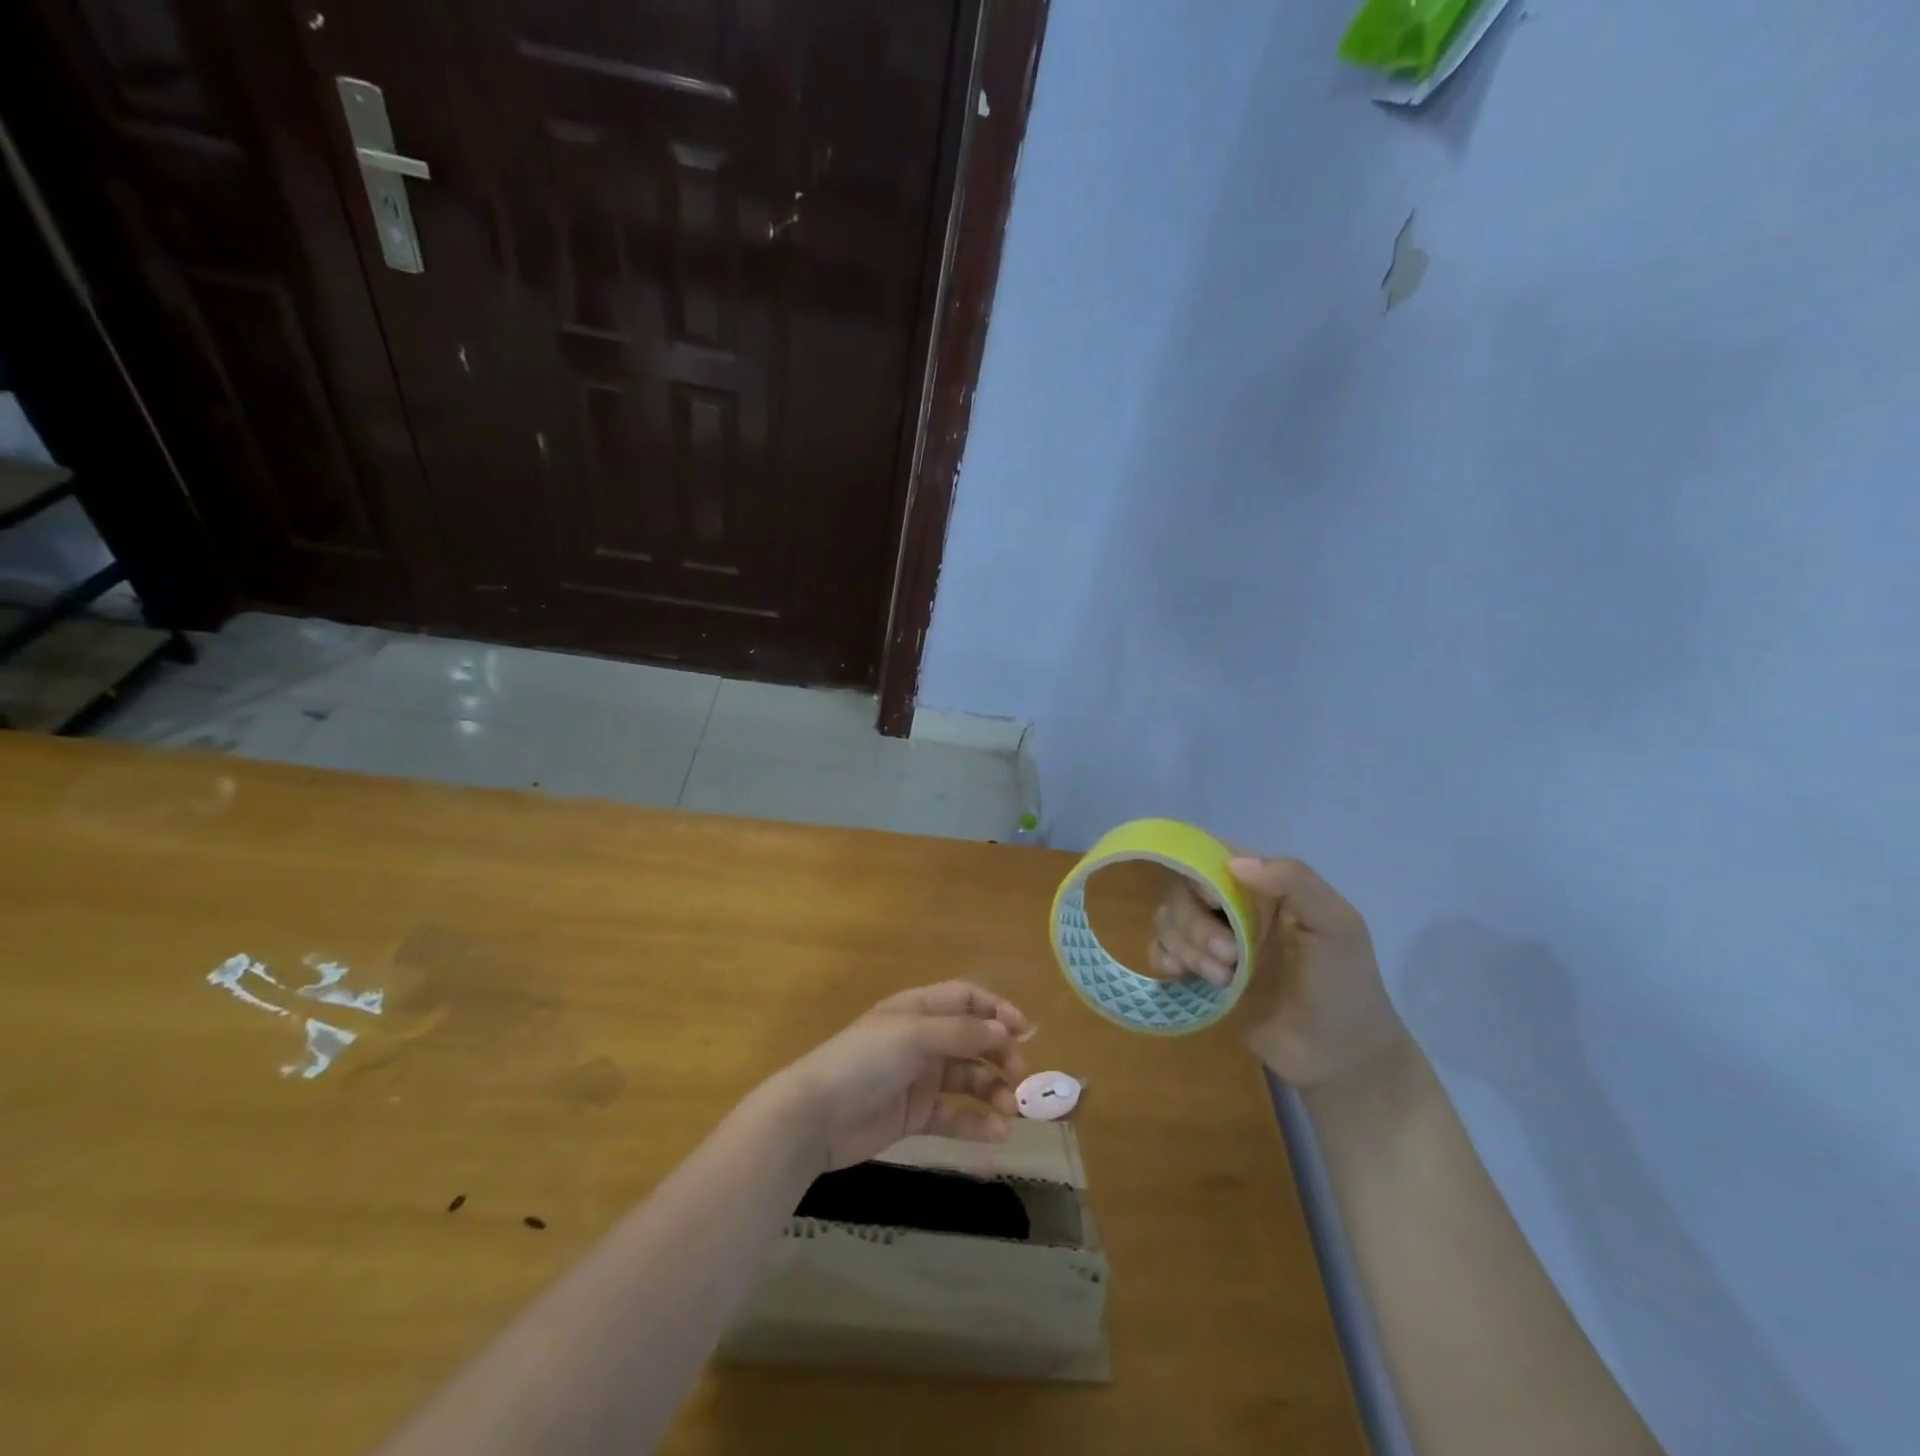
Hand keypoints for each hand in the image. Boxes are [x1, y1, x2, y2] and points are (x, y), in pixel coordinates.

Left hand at [769, 981, 1030, 1171]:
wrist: (816, 1116)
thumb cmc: (864, 1062)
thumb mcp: (913, 1036)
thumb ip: (961, 1032)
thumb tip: (1005, 1029)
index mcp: (919, 1009)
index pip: (967, 999)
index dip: (997, 1010)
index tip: (1025, 1032)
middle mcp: (923, 1039)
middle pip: (973, 1039)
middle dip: (1000, 1054)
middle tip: (1020, 1078)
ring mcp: (919, 1078)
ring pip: (968, 1078)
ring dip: (992, 1091)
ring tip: (1010, 1111)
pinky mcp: (915, 1114)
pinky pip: (953, 1114)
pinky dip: (975, 1122)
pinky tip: (996, 1134)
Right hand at [1151, 855, 1408, 1088]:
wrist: (1339, 1058)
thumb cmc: (1344, 986)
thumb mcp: (1337, 925)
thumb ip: (1295, 882)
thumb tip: (1234, 863)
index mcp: (1265, 890)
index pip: (1215, 857)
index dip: (1201, 872)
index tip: (1214, 902)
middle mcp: (1233, 910)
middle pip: (1184, 892)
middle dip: (1197, 925)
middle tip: (1230, 960)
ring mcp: (1213, 942)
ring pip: (1168, 920)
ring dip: (1187, 947)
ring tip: (1222, 981)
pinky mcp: (1198, 974)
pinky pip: (1160, 950)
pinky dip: (1162, 957)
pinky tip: (1179, 976)